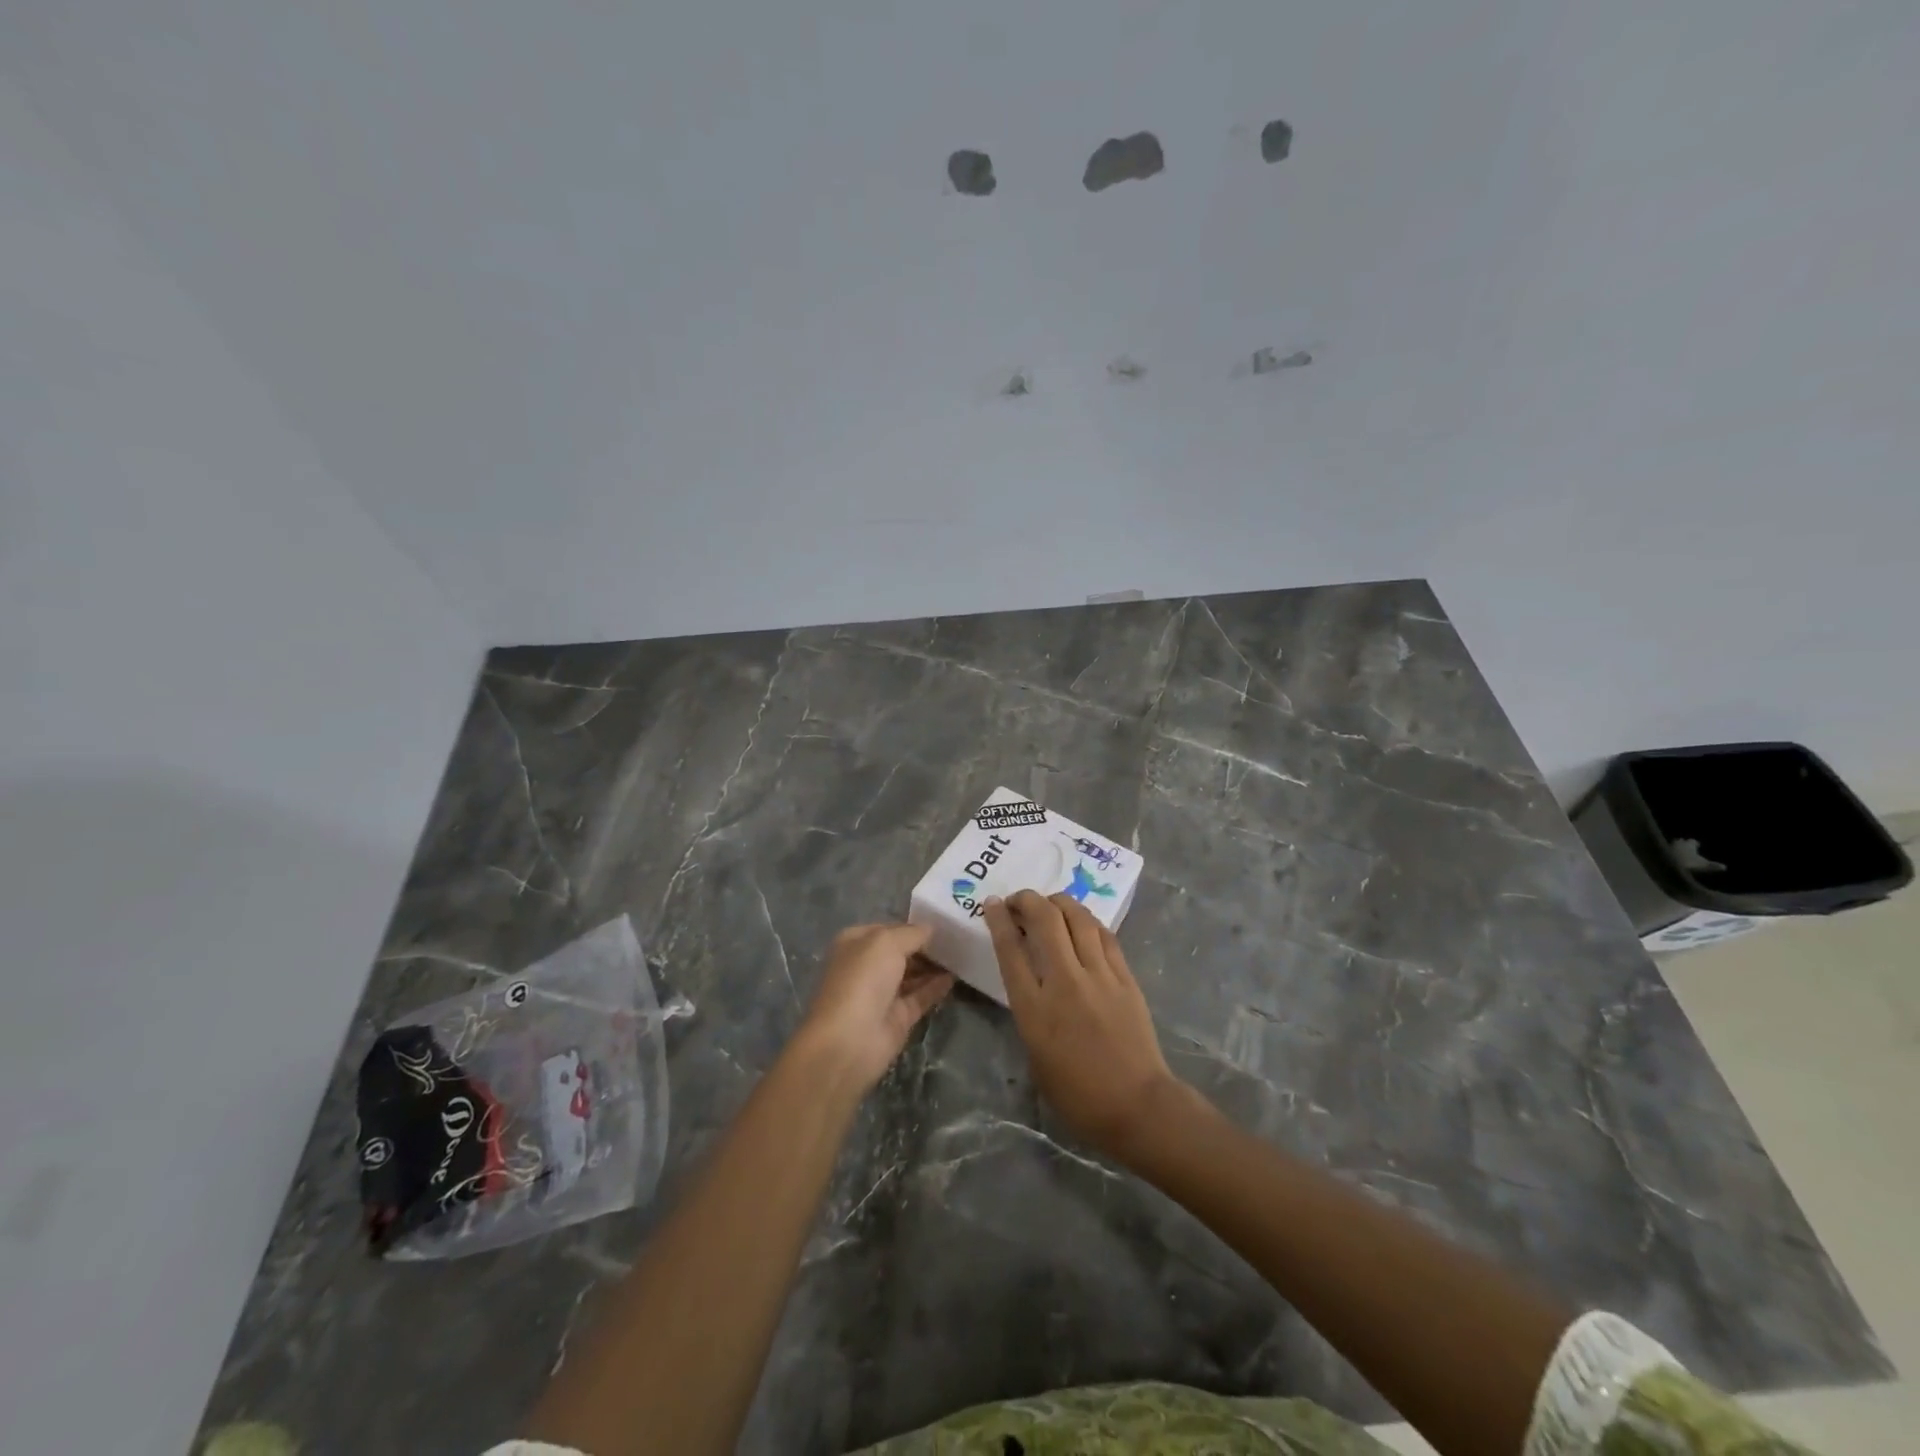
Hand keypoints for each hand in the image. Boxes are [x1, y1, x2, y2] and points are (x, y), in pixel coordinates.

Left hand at [793, 922, 953, 1093]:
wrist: (849, 1041)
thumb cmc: (862, 980)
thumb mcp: (887, 942)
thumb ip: (912, 933)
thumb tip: (930, 929)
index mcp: (855, 943)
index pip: (888, 928)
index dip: (912, 925)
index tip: (941, 922)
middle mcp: (867, 966)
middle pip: (901, 952)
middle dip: (925, 946)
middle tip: (956, 938)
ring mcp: (882, 994)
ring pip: (912, 975)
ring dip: (933, 966)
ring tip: (960, 954)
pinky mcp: (897, 1018)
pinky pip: (920, 997)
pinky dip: (936, 987)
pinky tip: (954, 977)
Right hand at [985, 890, 1179, 1157]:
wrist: (1136, 1105)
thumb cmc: (1077, 1094)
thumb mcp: (1035, 1054)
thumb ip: (1029, 1010)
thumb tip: (1031, 980)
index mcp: (1035, 1008)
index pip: (1010, 949)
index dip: (999, 919)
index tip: (993, 903)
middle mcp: (1065, 982)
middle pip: (1044, 920)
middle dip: (1027, 900)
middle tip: (1019, 901)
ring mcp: (1099, 976)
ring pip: (1077, 918)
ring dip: (1059, 902)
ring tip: (1050, 904)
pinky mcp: (1125, 977)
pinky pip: (1104, 935)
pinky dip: (1087, 921)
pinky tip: (1082, 922)